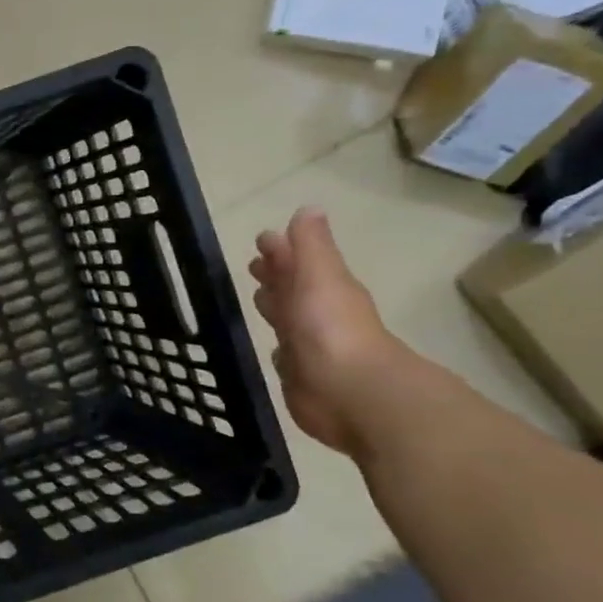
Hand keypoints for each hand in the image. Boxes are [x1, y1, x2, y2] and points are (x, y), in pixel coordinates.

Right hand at [248, 208, 407, 456]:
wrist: (348, 392)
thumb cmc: (330, 327)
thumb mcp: (320, 275)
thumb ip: (311, 245)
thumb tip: (309, 208)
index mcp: (322, 287)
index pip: (296, 261)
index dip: (280, 250)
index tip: (263, 238)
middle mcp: (315, 314)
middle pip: (291, 288)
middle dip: (275, 276)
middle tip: (254, 266)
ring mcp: (308, 346)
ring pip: (285, 319)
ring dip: (274, 308)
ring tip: (256, 299)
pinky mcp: (299, 375)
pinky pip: (284, 354)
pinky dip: (277, 346)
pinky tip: (269, 346)